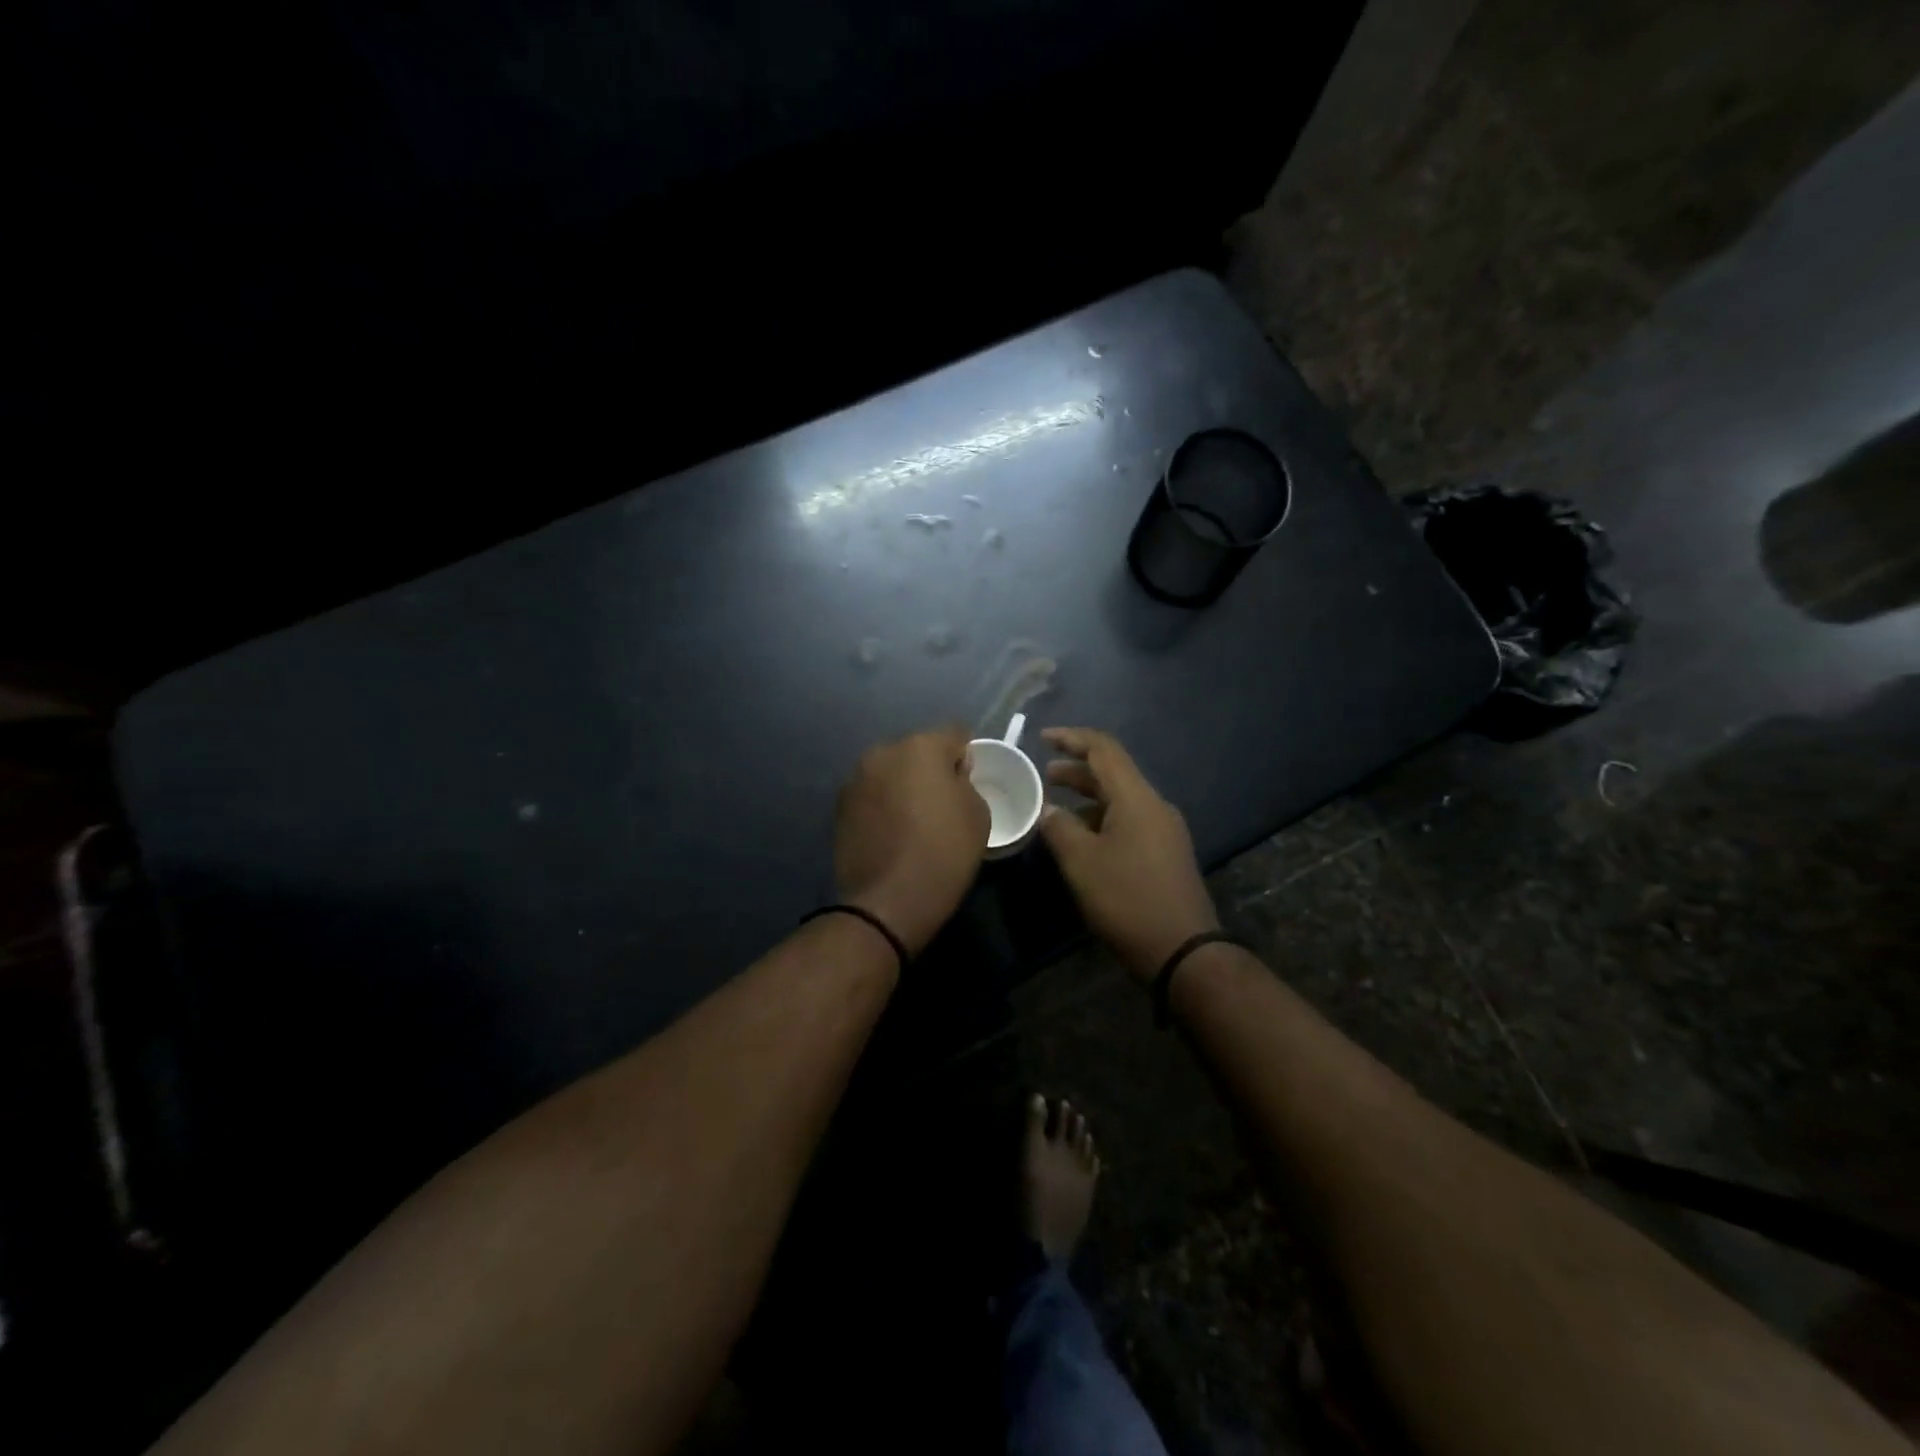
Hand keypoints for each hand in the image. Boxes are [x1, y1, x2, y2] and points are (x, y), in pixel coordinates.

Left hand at [835, 727, 990, 955]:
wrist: (887, 901)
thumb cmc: (944, 854)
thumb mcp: (978, 815)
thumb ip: (966, 782)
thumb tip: (951, 775)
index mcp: (921, 747)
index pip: (955, 734)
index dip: (966, 756)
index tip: (969, 782)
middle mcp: (883, 752)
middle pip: (917, 751)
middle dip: (930, 769)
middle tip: (941, 803)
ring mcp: (856, 779)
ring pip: (891, 771)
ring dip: (902, 785)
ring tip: (913, 821)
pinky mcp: (839, 806)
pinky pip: (872, 794)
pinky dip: (882, 804)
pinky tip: (891, 832)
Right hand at [1038, 727, 1219, 980]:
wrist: (1183, 950)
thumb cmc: (1127, 899)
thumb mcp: (1081, 862)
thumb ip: (1059, 828)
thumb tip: (1048, 809)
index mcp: (1136, 798)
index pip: (1104, 749)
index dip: (1072, 738)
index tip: (1043, 738)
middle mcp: (1155, 806)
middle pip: (1113, 773)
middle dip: (1076, 771)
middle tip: (1044, 775)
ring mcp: (1165, 830)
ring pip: (1121, 800)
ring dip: (1088, 798)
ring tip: (1057, 810)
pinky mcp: (1167, 853)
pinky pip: (1130, 821)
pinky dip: (1102, 819)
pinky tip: (1083, 840)